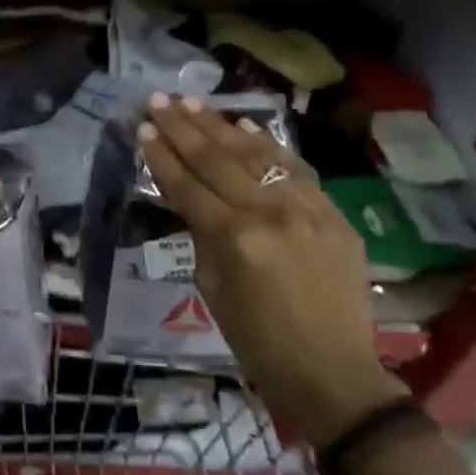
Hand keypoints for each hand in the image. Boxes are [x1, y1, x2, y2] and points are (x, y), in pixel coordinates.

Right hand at [138, 95, 406, 446]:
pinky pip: (295, 168)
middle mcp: (269, 213)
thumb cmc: (258, 342)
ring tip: (191, 102)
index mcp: (233, 239)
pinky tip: (244, 124)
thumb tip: (191, 200)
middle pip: (216, 159)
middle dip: (181, 127)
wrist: (333, 374)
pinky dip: (268, 145)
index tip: (142, 128)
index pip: (187, 185)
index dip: (161, 155)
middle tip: (156, 100)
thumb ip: (202, 236)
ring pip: (255, 154)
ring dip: (219, 124)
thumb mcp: (212, 289)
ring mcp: (306, 209)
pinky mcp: (333, 213)